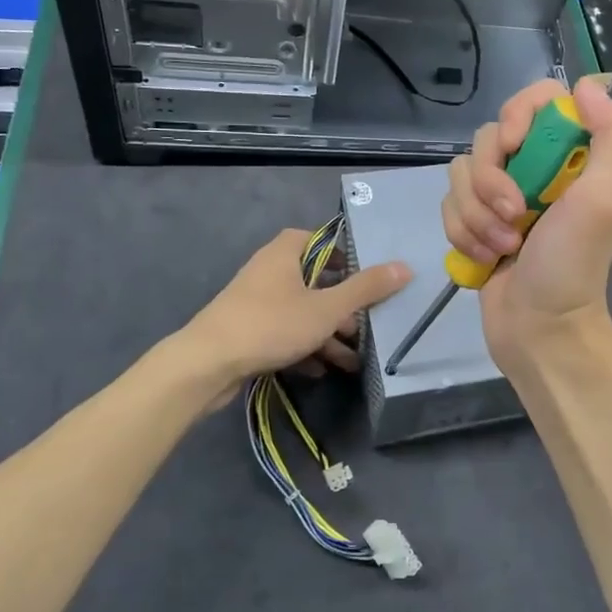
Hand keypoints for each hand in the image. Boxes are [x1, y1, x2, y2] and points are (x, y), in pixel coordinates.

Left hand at [178, 228, 411, 404]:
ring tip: (353, 360)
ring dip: (327, 333)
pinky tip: (321, 370)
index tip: (372, 279)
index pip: (324, 241)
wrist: (206, 365)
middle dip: (343, 306)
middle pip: (316, 280)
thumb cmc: (270, 324)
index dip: (349, 257)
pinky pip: (284, 332)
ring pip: (301, 310)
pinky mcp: (247, 330)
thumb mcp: (327, 308)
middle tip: (367, 325)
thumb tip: (405, 266)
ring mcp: (255, 301)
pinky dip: (303, 346)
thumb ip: (366, 289)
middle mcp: (269, 269)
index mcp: (286, 252)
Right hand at [443, 77, 611, 365]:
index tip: (517, 144)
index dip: (518, 114)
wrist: (539, 330)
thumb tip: (589, 84)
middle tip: (515, 215)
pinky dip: (463, 233)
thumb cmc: (572, 265)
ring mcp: (500, 197)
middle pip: (488, 137)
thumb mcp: (604, 199)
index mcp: (569, 156)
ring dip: (477, 215)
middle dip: (492, 180)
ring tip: (503, 247)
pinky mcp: (474, 223)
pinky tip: (484, 260)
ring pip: (461, 173)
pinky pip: (449, 205)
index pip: (537, 99)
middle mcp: (534, 168)